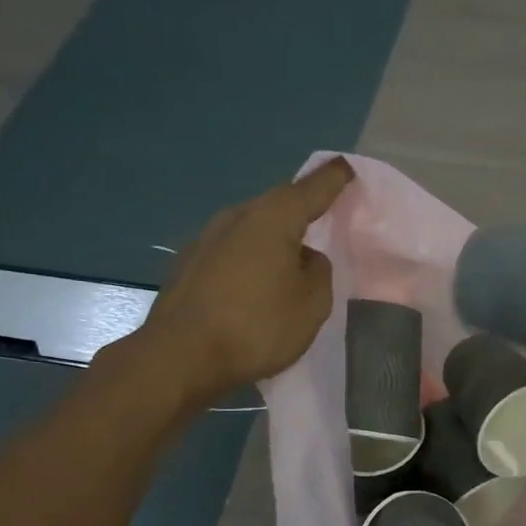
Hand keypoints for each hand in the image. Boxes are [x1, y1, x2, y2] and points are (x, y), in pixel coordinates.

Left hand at [131, 159, 353, 398]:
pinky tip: (255, 285)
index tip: (346, 168)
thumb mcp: (312, 304)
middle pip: (278, 205)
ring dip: (273, 238)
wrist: (179, 357)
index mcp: (273, 218)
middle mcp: (237, 216)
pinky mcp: (189, 264)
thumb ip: (318, 272)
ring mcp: (206, 238)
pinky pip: (232, 250)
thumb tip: (304, 259)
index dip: (333, 179)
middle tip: (323, 220)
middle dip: (301, 210)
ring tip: (290, 260)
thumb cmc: (256, 327)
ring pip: (252, 228)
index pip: (312, 189)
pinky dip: (250, 259)